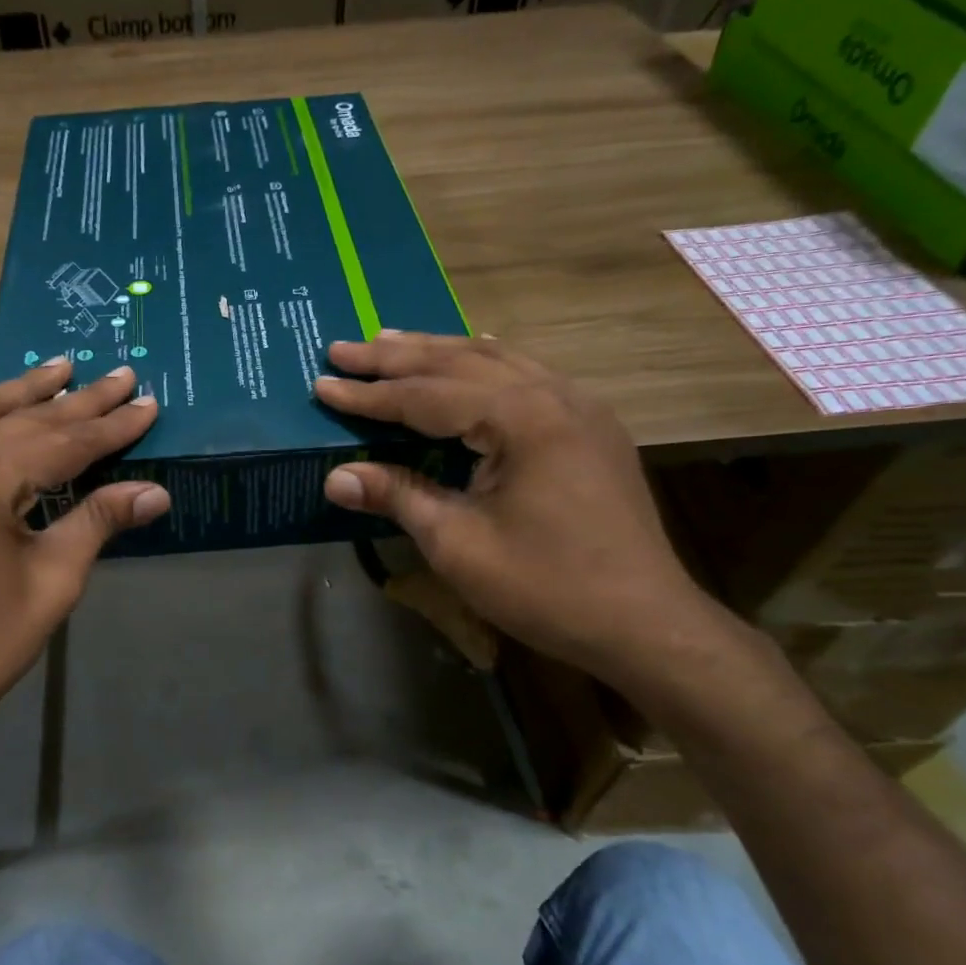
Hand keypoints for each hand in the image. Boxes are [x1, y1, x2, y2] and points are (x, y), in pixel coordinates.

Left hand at [0, 359, 166, 775]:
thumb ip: (98, 522)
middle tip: (118, 374)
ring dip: (18, 391)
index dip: (110, 425)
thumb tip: (155, 491)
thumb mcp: (51, 583)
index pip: (62, 441)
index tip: (147, 402)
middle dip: (75, 400)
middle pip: (20, 420)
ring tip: (58, 366)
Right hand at [313, 334, 719, 685]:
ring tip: (391, 341)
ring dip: (438, 352)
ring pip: (496, 361)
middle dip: (396, 357)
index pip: (427, 395)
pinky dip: (482, 366)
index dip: (369, 394)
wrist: (643, 623)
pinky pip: (526, 377)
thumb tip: (334, 477)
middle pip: (460, 362)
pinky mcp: (590, 428)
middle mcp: (553, 395)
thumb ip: (398, 496)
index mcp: (521, 418)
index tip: (322, 383)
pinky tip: (468, 362)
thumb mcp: (458, 544)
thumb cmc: (545, 586)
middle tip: (344, 348)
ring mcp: (579, 407)